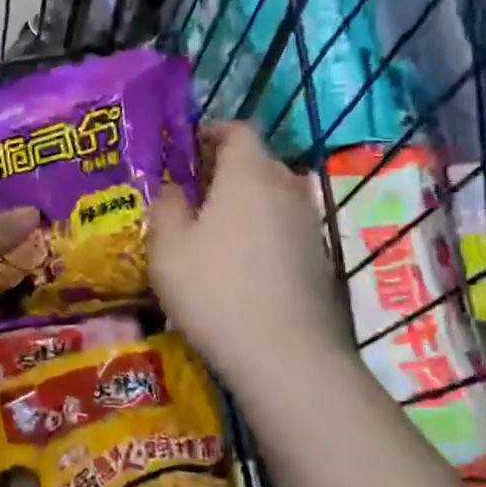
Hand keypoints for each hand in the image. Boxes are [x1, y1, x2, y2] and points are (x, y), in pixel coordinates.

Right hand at [149, 123, 355, 383]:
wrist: (286, 355)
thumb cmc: (215, 290)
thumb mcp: (168, 247)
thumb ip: (166, 206)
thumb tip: (173, 188)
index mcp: (249, 175)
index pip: (237, 130)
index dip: (210, 132)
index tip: (184, 150)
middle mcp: (286, 189)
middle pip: (257, 162)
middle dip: (224, 170)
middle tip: (190, 193)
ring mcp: (308, 224)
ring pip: (272, 197)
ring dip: (244, 203)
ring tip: (212, 232)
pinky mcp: (319, 258)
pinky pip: (284, 228)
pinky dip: (261, 232)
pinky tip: (239, 266)